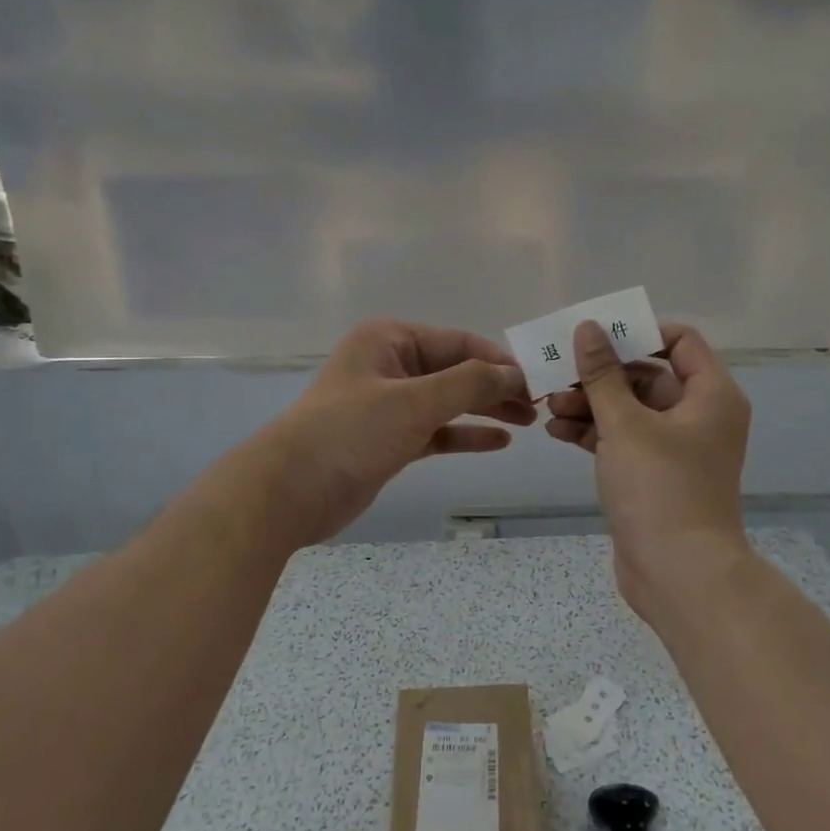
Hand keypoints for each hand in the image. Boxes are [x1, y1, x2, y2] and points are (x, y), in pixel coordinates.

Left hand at [250, 321, 534, 546]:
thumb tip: (516, 373)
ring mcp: (387, 405)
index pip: (459, 342)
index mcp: (390, 339)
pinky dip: (464, 435)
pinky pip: (435, 431)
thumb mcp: (415, 401)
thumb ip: (470, 383)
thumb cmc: (352, 432)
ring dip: (485, 410)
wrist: (290, 491)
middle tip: (539, 405)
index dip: (500, 361)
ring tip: (528, 422)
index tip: (539, 380)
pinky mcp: (387, 440)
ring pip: (448, 402)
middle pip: (456, 371)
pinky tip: (498, 442)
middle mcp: (389, 365)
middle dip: (496, 386)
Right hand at [545, 320, 751, 619]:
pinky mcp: (654, 475)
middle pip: (647, 375)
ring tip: (549, 407)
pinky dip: (594, 433)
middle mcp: (699, 415)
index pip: (679, 340)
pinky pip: (623, 440)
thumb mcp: (625, 424)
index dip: (638, 333)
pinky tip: (557, 432)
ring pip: (630, 410)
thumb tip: (587, 327)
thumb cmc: (660, 488)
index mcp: (710, 394)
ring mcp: (676, 448)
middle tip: (558, 375)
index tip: (596, 339)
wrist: (679, 575)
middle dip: (600, 375)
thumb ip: (602, 374)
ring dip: (590, 405)